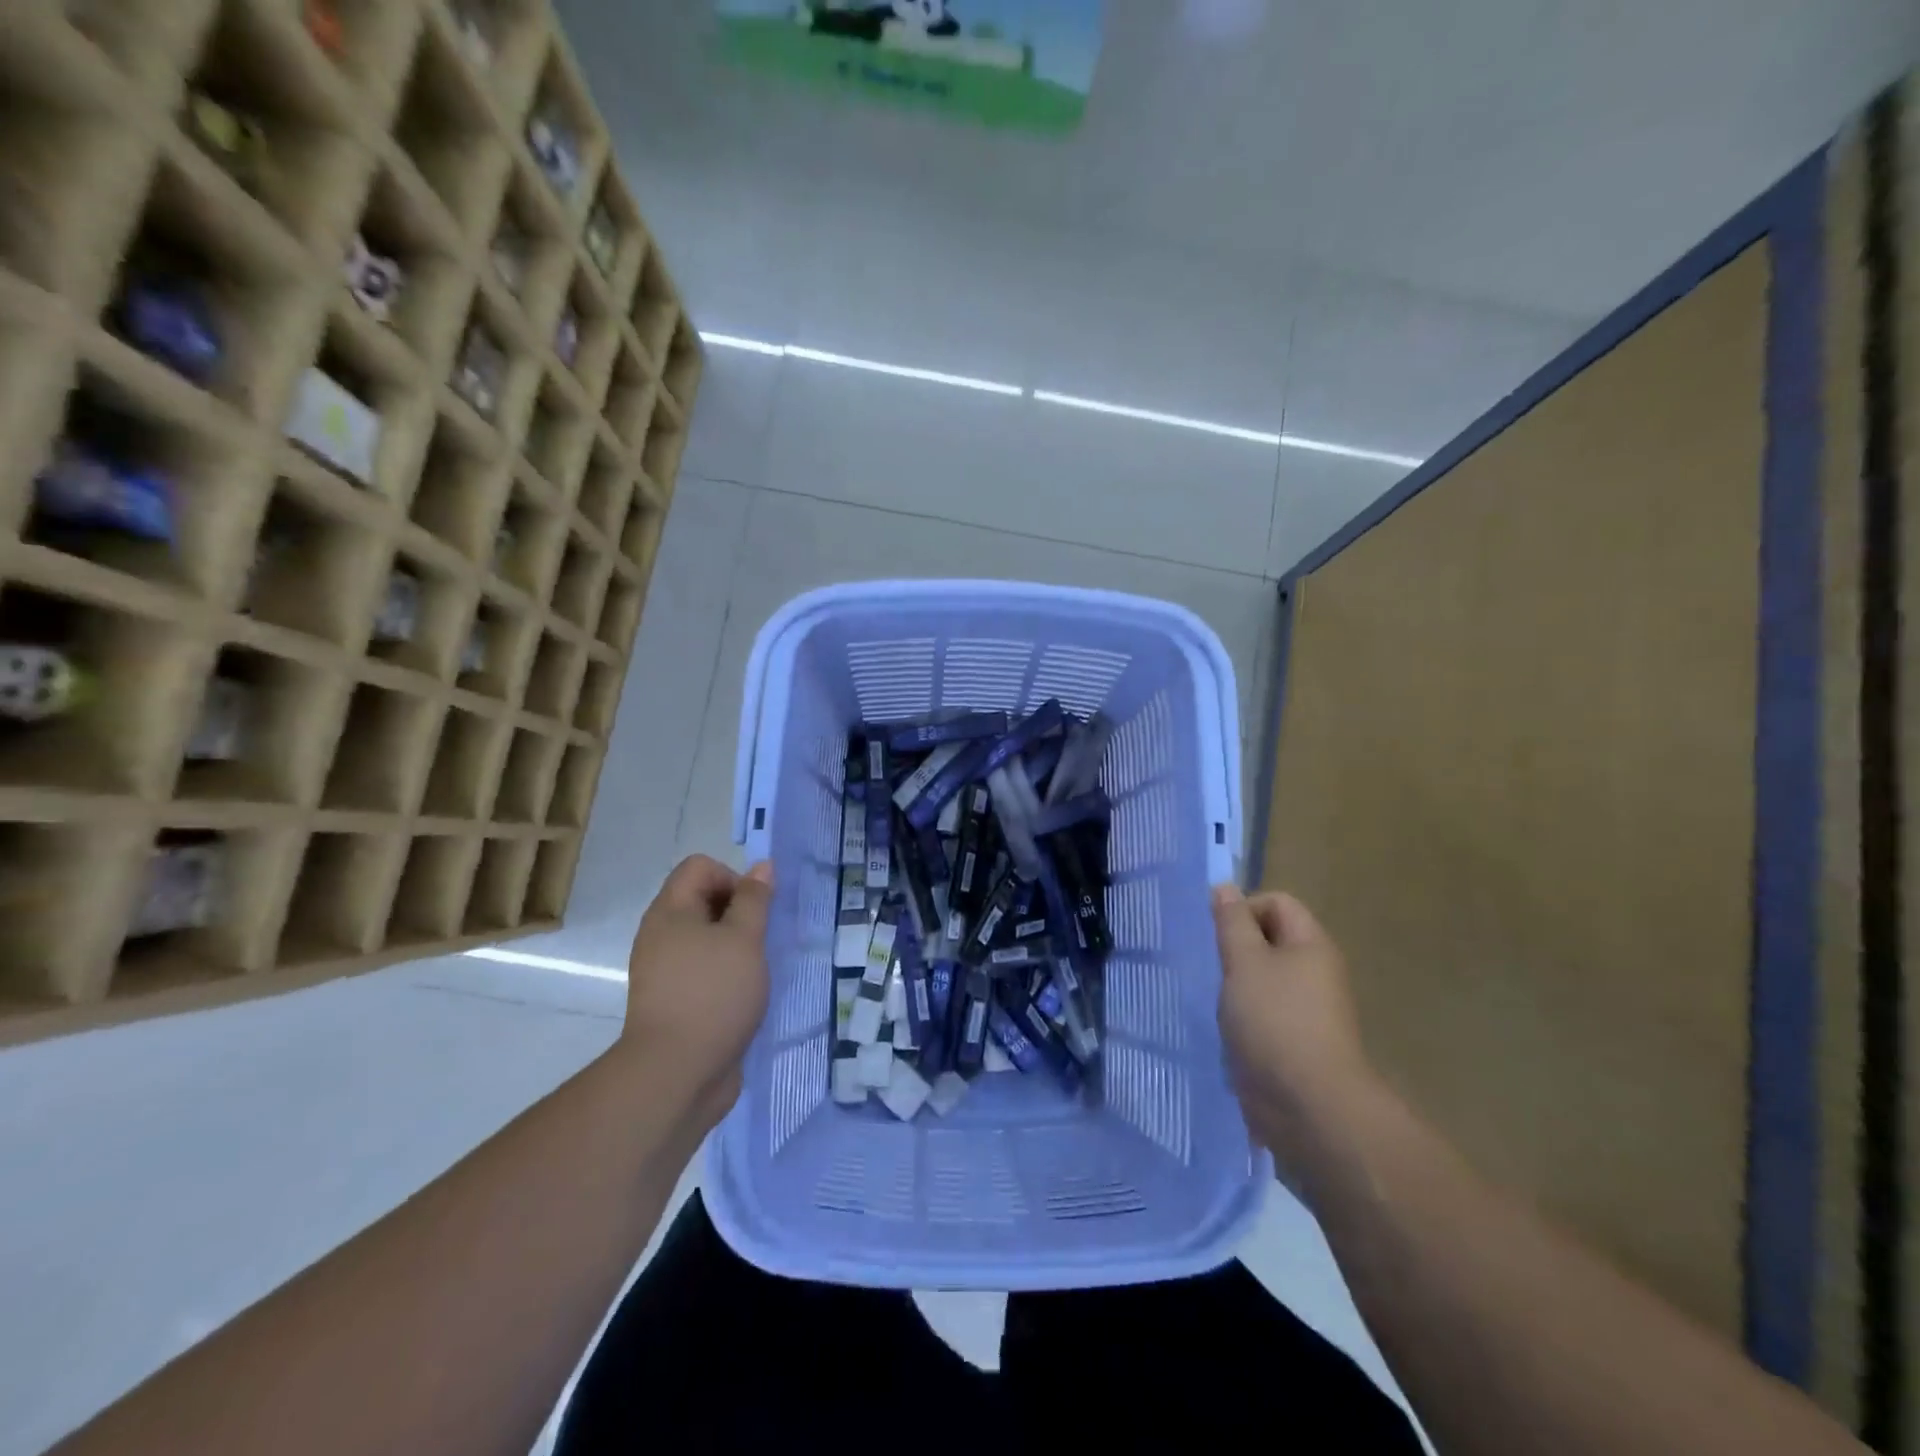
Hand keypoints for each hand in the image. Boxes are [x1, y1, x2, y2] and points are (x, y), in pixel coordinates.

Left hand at [620, 854, 772, 1128]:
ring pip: (706, 937)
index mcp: (670, 912)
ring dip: (736, 945)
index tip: (755, 910)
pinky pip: (704, 969)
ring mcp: (664, 970)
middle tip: (762, 939)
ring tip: (757, 968)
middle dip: (739, 911)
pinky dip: (726, 972)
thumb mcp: (744, 939)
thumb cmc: (714, 993)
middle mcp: (661, 935)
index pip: (700, 867)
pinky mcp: (674, 1000)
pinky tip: (745, 994)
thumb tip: (762, 867)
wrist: (675, 1073)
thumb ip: (755, 900)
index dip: (733, 877)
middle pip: (702, 899)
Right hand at [1213, 884, 1375, 1166]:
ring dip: (1234, 984)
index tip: (1215, 933)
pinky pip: (1262, 1014)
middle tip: (1208, 964)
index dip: (1243, 908)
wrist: (1309, 1107)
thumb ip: (1231, 922)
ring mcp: (1307, 1011)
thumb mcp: (1245, 961)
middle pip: (1269, 940)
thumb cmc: (1275, 1021)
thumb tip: (1224, 888)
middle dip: (1234, 948)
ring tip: (1212, 998)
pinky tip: (1223, 1029)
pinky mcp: (1293, 1043)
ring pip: (1262, 979)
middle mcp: (1315, 972)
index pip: (1277, 902)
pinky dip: (1241, 1016)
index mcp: (1311, 945)